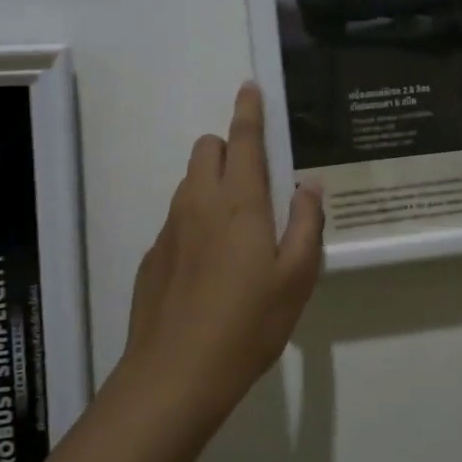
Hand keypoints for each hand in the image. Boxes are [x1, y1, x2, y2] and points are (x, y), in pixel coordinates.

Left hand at [120, 84, 324, 423]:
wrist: (175, 374)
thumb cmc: (248, 324)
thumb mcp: (296, 277)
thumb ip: (306, 223)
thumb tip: (308, 185)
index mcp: (239, 202)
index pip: (243, 139)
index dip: (248, 110)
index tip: (249, 87)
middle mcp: (198, 203)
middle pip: (207, 150)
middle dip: (229, 148)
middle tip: (256, 182)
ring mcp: (169, 229)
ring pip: (190, 184)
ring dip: (213, 184)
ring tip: (238, 230)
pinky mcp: (153, 256)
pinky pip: (178, 219)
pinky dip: (196, 222)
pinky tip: (210, 268)